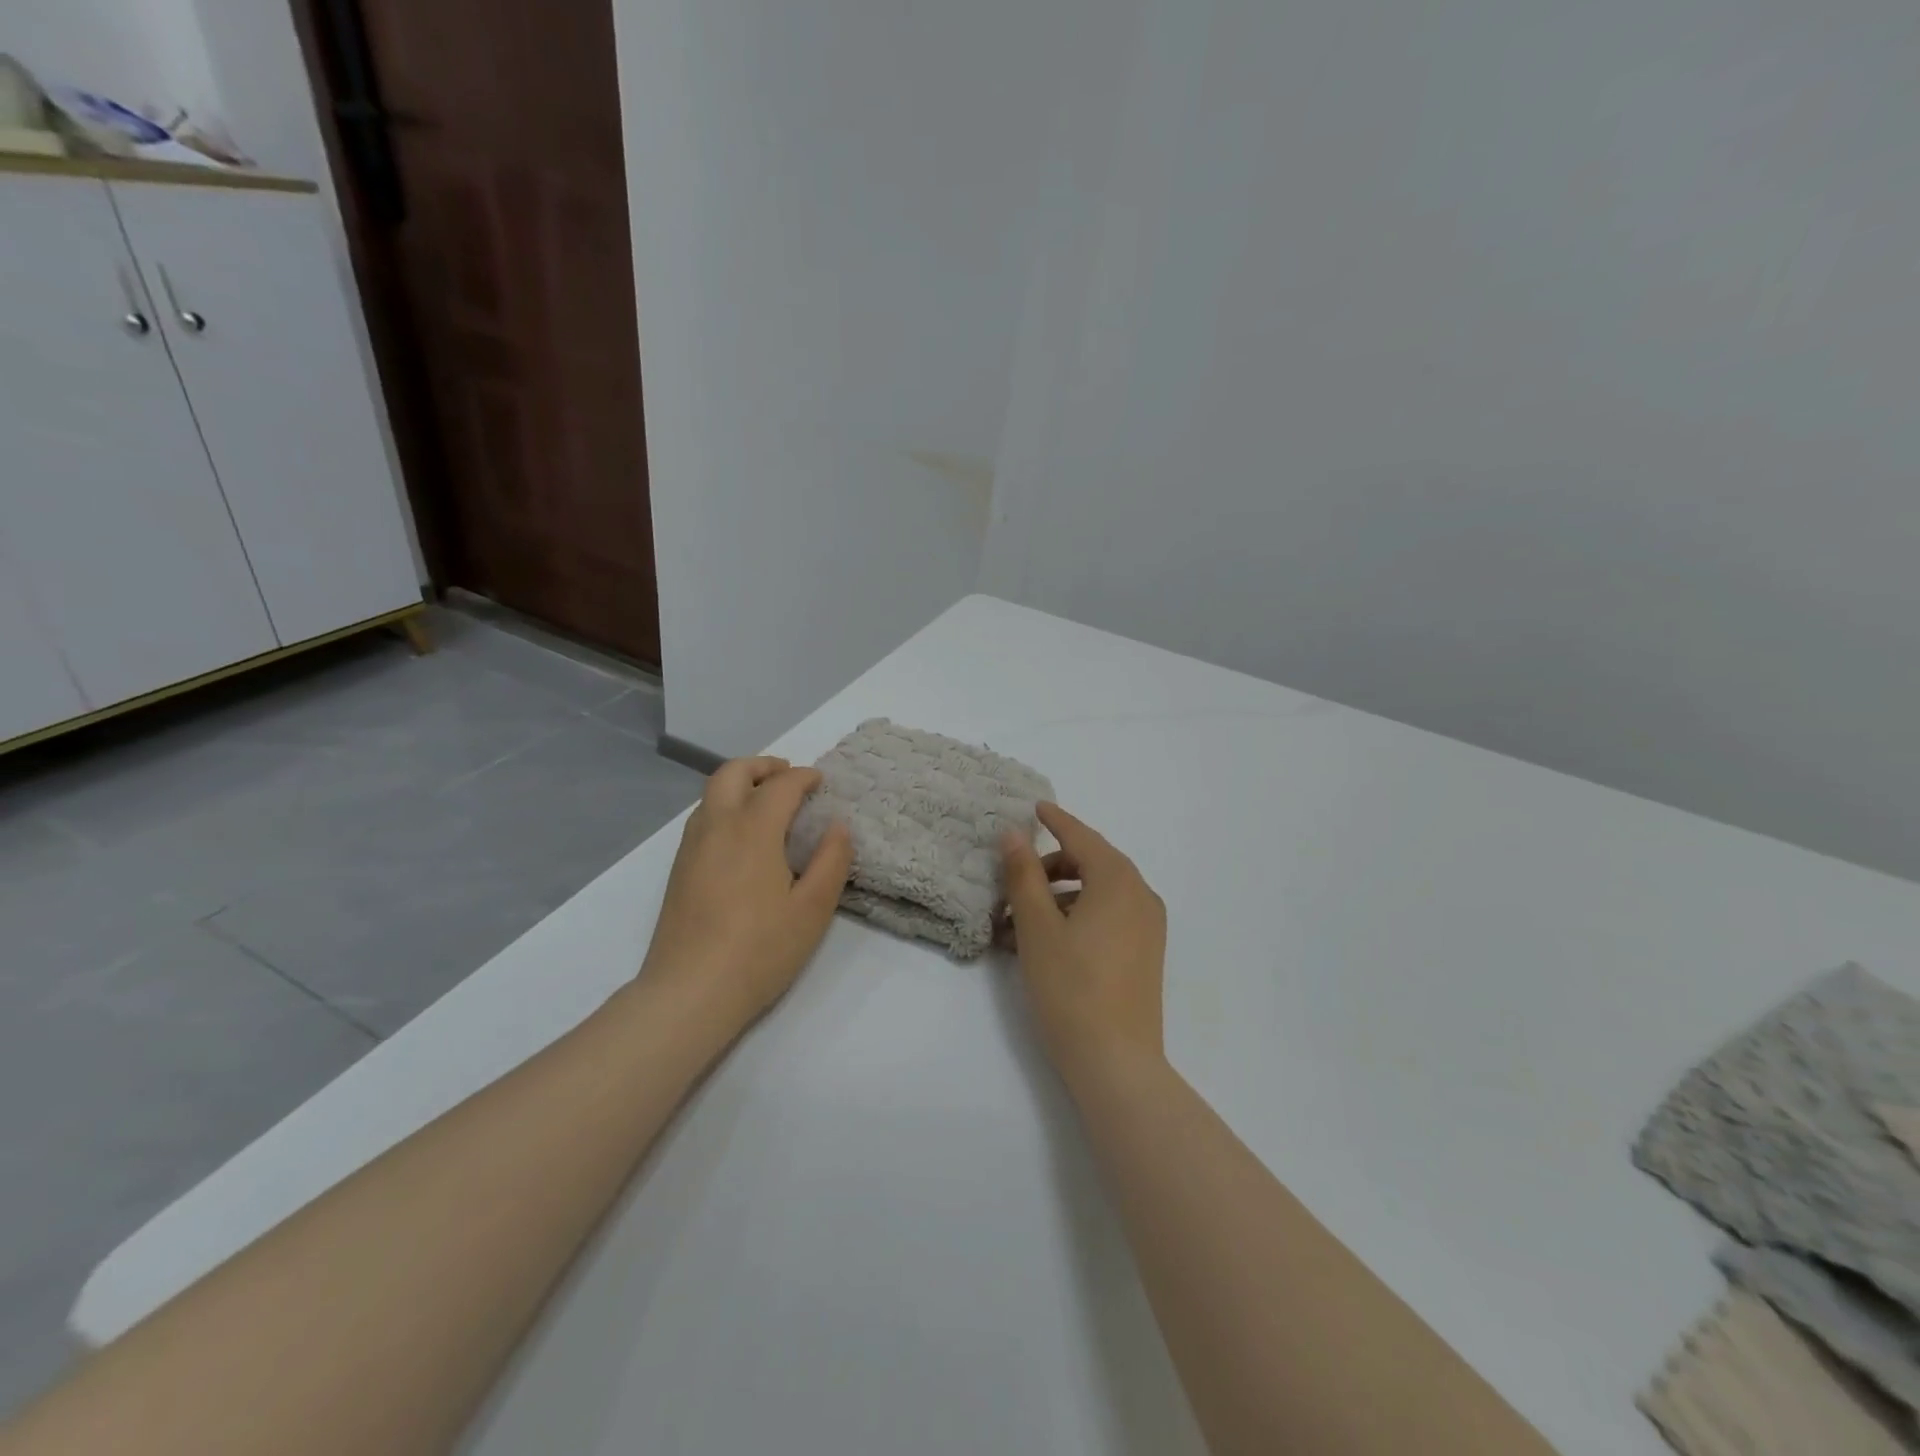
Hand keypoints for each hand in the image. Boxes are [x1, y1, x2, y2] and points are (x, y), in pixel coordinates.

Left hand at [643, 756, 852, 1027]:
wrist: (689, 992)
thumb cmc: (760, 950)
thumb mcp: (812, 909)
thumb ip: (831, 861)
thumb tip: (838, 826)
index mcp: (752, 830)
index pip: (780, 786)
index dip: (804, 778)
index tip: (821, 782)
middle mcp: (716, 826)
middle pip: (733, 772)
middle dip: (763, 765)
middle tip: (789, 775)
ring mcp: (691, 847)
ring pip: (712, 793)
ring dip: (742, 784)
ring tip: (769, 802)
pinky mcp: (678, 869)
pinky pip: (703, 817)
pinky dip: (726, 806)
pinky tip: (743, 837)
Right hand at [1001, 803, 1166, 1083]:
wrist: (1116, 1062)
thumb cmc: (1071, 987)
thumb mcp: (1037, 927)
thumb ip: (1023, 875)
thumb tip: (1014, 834)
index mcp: (1118, 881)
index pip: (1082, 837)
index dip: (1056, 820)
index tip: (1035, 807)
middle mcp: (1141, 895)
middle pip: (1092, 863)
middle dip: (1052, 866)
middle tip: (1015, 879)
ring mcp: (1148, 926)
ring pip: (1099, 892)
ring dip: (1061, 895)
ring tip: (1020, 920)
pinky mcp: (1145, 953)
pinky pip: (1109, 916)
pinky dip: (1079, 915)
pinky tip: (1047, 940)